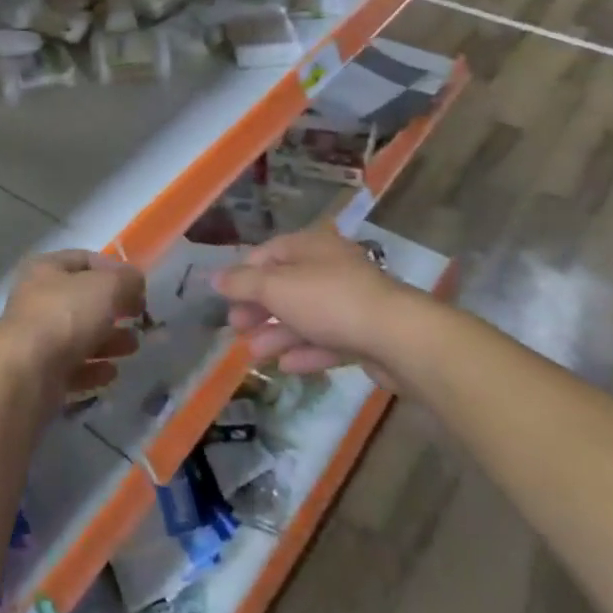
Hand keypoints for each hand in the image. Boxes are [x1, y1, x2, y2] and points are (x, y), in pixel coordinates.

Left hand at [0, 250, 144, 397]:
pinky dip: (93, 369)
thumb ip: (127, 280)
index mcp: (46, 269)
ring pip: (79, 335)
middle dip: (114, 309)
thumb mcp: (107, 286)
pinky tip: (111, 373)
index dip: (114, 270)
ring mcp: (35, 339)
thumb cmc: (65, 316)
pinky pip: (71, 367)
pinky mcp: (38, 374)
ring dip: (109, 340)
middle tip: (139, 319)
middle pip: (83, 300)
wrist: (25, 375)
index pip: (85, 259)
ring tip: (133, 348)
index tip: (139, 288)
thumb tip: (134, 282)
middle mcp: (36, 300)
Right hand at [214, 226, 428, 375]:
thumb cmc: (329, 301)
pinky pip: (328, 339)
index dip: (244, 274)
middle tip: (237, 328)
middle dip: (259, 307)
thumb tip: (215, 277)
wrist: (397, 337)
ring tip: (255, 353)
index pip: (269, 252)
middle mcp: (331, 267)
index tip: (226, 298)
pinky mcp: (365, 333)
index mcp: (311, 246)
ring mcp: (350, 301)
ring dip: (277, 333)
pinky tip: (287, 367)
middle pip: (286, 285)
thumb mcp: (276, 288)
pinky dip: (306, 350)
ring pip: (305, 315)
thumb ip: (243, 283)